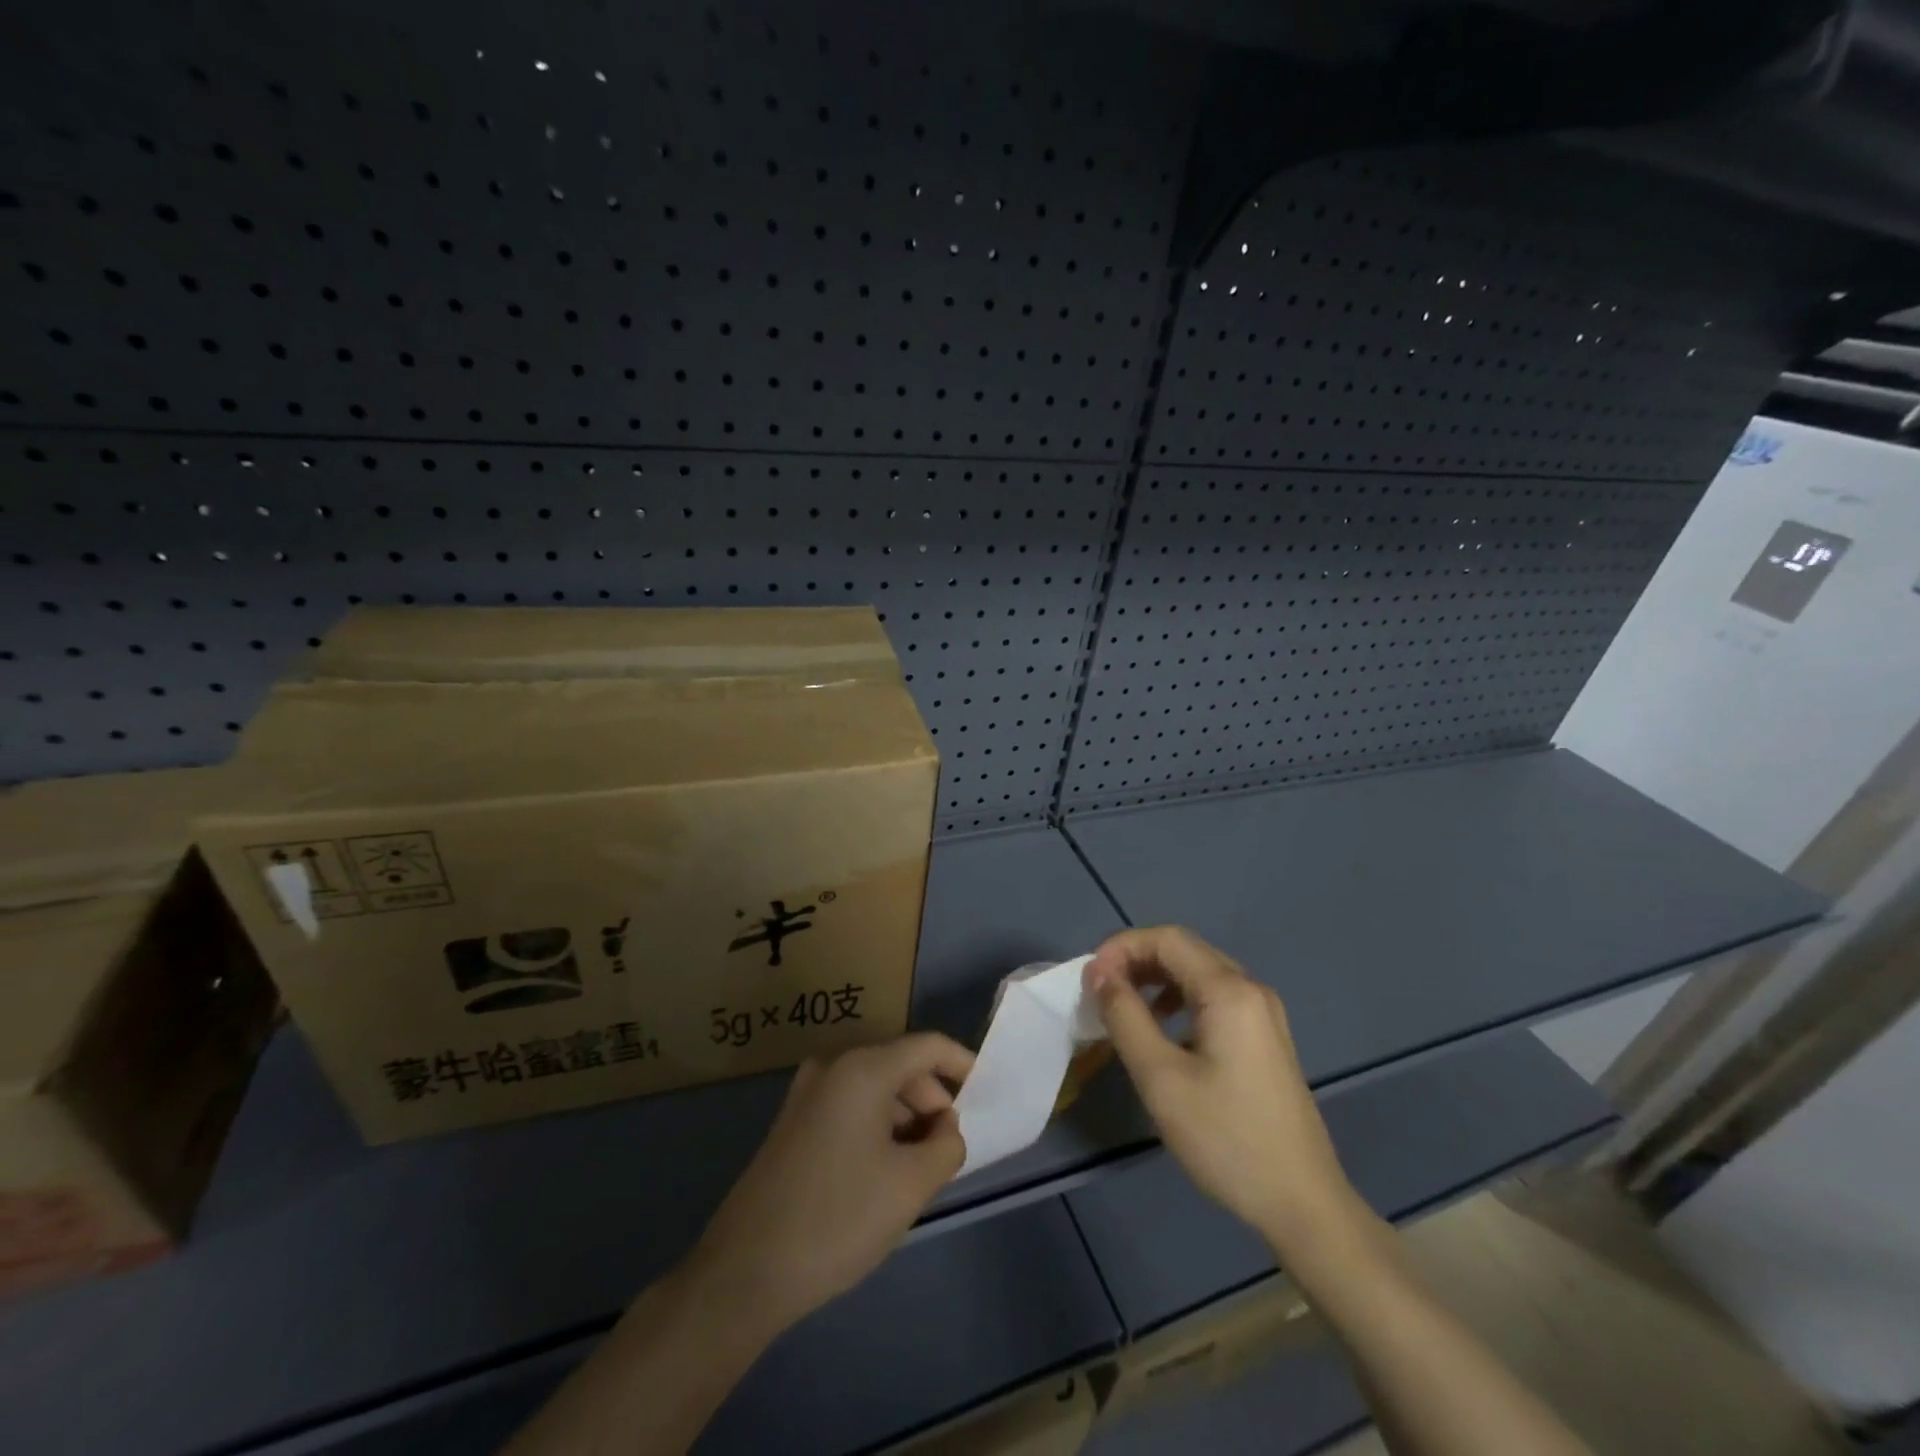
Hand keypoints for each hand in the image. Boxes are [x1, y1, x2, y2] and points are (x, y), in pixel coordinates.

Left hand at [688, 1033, 974, 1334]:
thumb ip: (946, 1145)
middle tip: (947, 1153)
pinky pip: (850, 1108)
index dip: (962, 1064)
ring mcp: (807, 1093)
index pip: (927, 1047)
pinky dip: (876, 1128)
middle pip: (901, 1067)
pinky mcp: (793, 1123)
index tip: (985, 1093)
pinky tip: (880, 1175)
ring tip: (915, 1173)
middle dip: (931, 1103)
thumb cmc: (838, 1218)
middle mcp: (833, 1067)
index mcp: (863, 1069)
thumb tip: (944, 1127)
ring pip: (875, 1090)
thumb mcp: (911, 1184)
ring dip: (904, 1120)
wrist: (746, 1271)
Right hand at [1085, 926, 1356, 1253]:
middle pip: (1185, 950)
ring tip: (1125, 1008)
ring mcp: (1264, 1014)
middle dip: (1137, 960)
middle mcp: (1250, 989)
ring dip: (1156, 979)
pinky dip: (1180, 999)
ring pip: (1200, 973)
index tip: (1090, 979)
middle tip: (1101, 991)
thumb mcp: (1161, 1078)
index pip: (1166, 939)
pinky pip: (1216, 998)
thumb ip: (1125, 1016)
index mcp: (1229, 991)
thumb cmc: (1226, 1139)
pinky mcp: (1266, 1038)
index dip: (1122, 947)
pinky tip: (1165, 1031)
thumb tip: (1098, 972)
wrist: (1303, 1205)